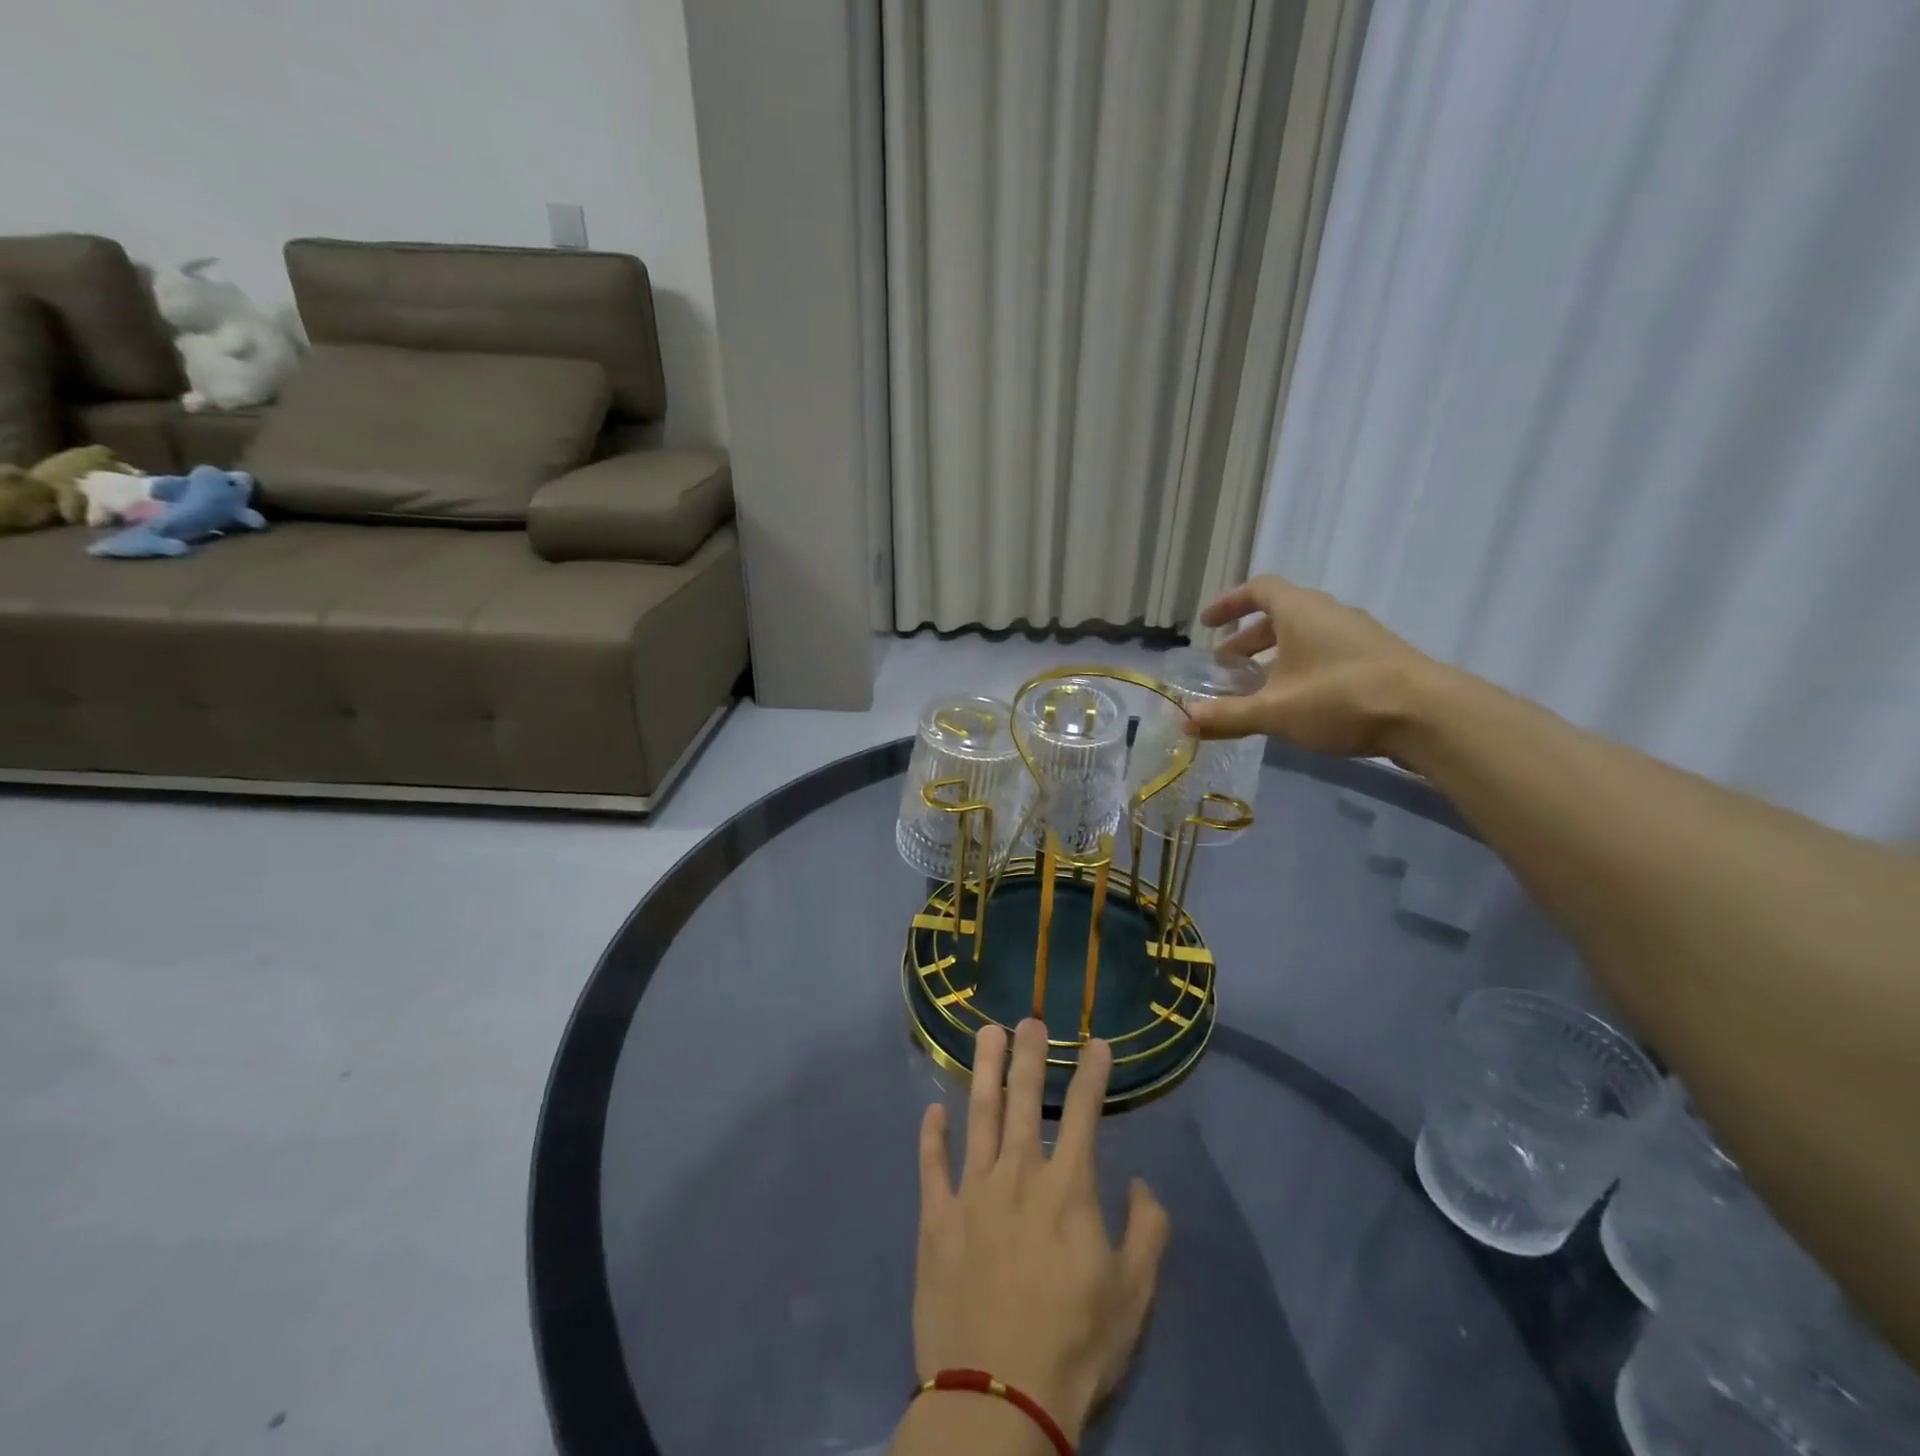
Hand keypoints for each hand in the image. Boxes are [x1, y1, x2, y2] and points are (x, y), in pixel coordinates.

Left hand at [912, 1020, 1170, 1443]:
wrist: (998, 1396)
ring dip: (984, 1071)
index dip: (1092, 1074)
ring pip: (978, 1115)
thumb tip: (1143, 1184)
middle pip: (1024, 1100)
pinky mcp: (936, 1218)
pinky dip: (932, 1135)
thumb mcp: (1133, 1295)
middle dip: (1029, 1056)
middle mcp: (1017, 1174)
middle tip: (1029, 1019)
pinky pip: (932, 1166)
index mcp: (1066, 1188)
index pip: (1084, 1114)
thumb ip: (1147, 1232)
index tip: (1096, 1042)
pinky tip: (933, 1110)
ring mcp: (972, 1192)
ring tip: (986, 1034)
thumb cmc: (1074, 1344)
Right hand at [1183, 574, 1434, 756]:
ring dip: (1275, 655)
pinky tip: (1298, 701)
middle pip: (1280, 614)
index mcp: (1300, 610)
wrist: (1429, 714)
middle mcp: (1328, 613)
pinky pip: (1326, 651)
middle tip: (1226, 666)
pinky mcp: (1377, 657)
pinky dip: (1301, 666)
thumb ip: (1229, 715)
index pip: (1259, 589)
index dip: (1229, 603)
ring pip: (1304, 635)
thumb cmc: (1341, 698)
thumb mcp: (1275, 711)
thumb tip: (1185, 720)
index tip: (1207, 625)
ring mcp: (1357, 634)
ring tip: (1258, 687)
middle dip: (1248, 639)